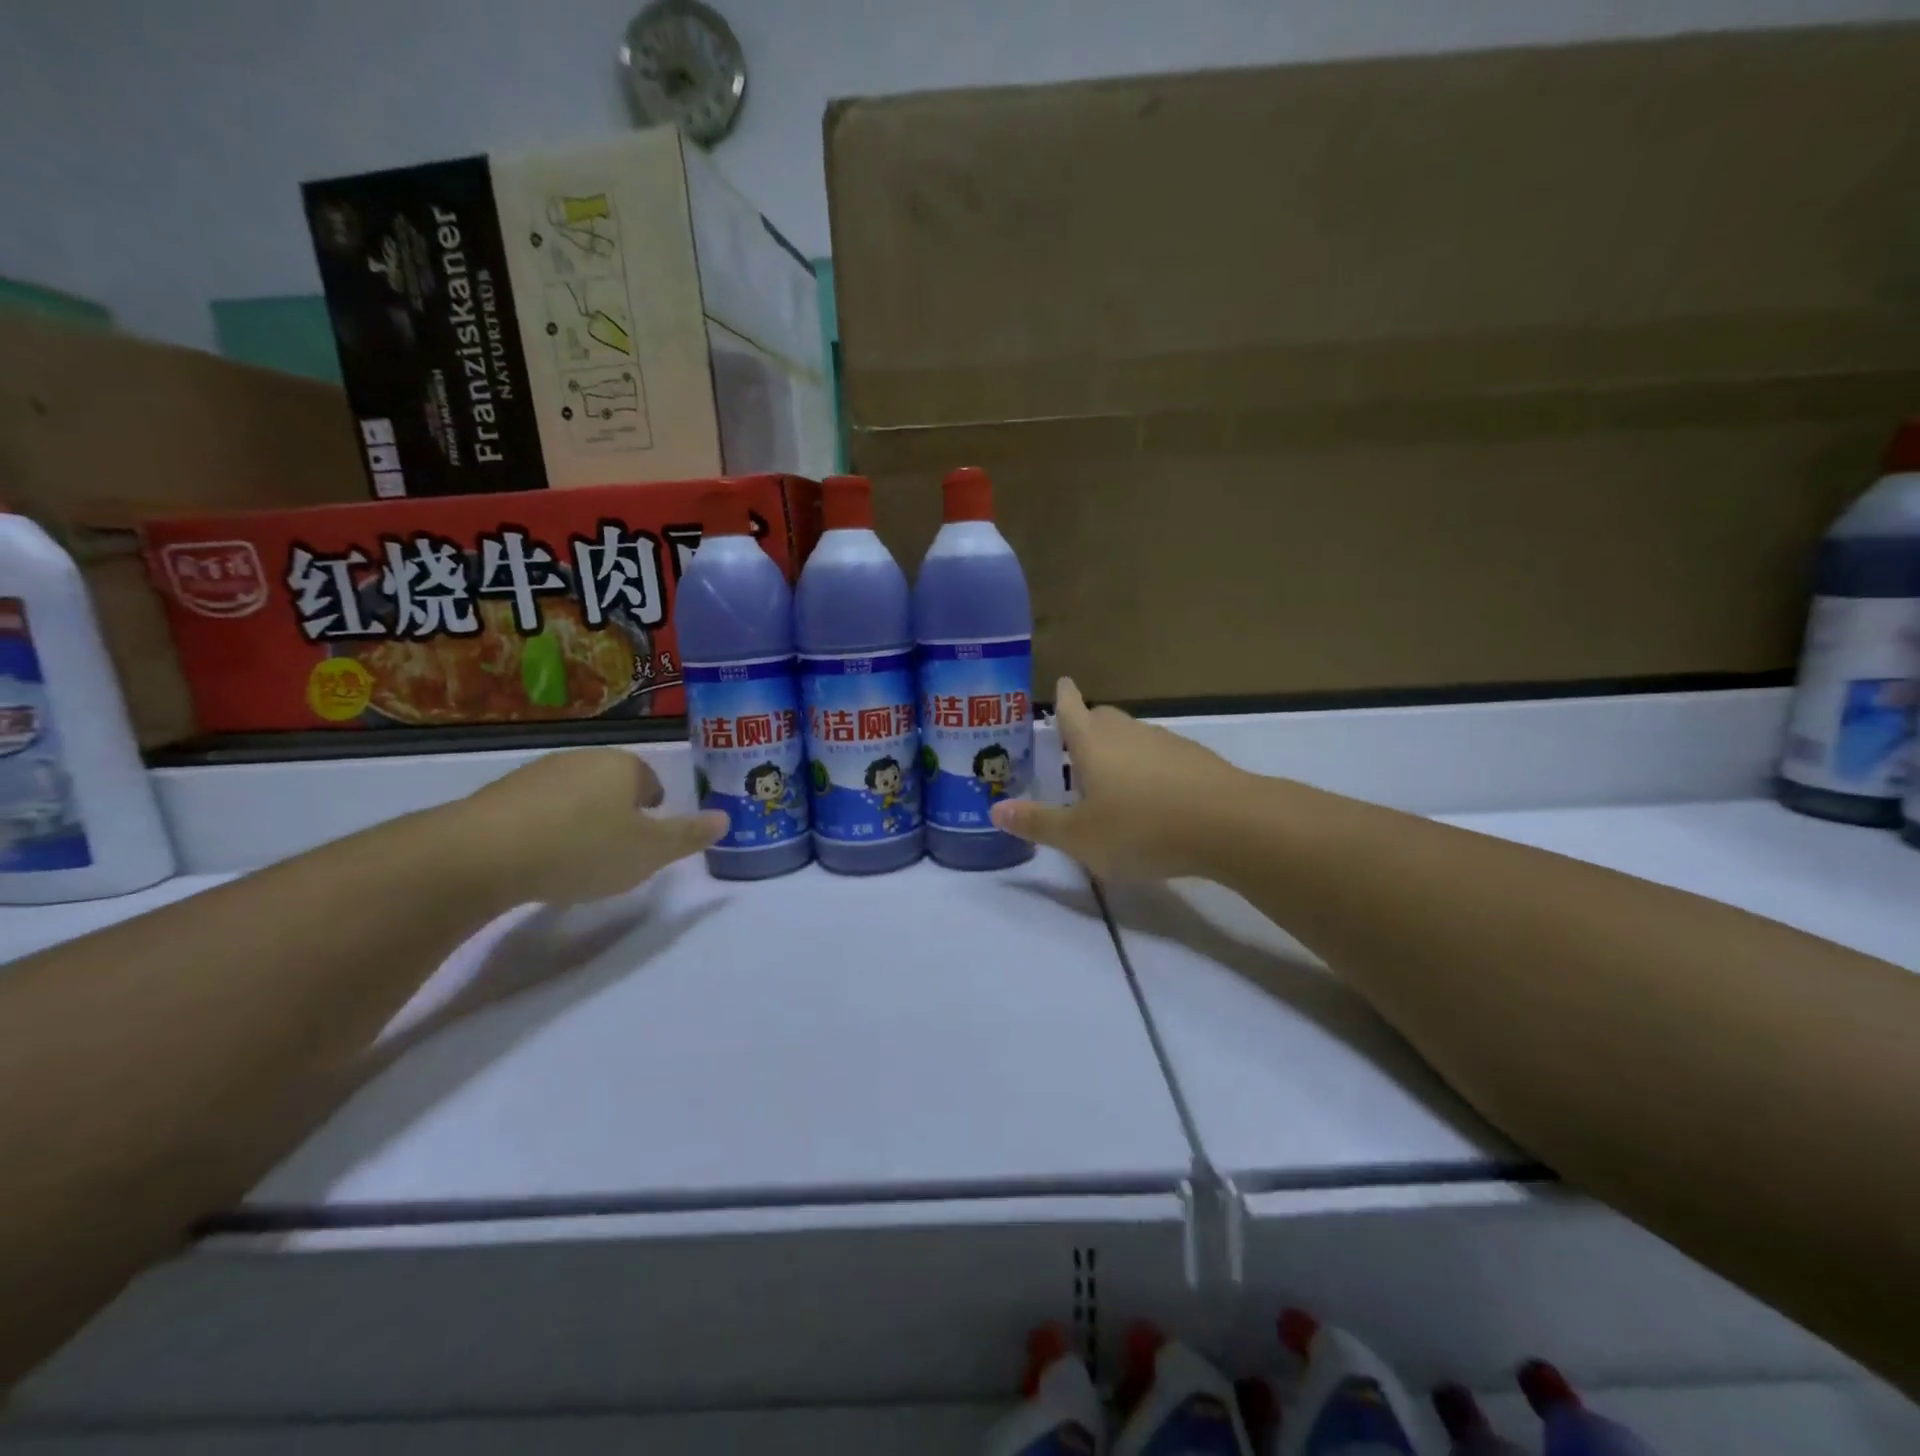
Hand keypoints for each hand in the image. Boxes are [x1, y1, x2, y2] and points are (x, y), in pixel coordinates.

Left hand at [454, 748, 726, 905]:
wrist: (483, 854)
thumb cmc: (583, 848)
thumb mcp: (650, 852)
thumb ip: (689, 836)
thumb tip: (726, 819)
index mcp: (623, 766)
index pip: (650, 781)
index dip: (654, 811)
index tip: (646, 841)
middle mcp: (582, 759)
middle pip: (611, 785)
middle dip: (616, 814)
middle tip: (615, 853)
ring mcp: (536, 774)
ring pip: (573, 796)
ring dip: (578, 822)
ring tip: (574, 861)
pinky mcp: (498, 795)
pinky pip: (536, 810)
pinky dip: (543, 830)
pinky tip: (537, 861)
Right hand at [990, 678, 1244, 878]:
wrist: (1229, 824)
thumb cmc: (1141, 827)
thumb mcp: (1079, 837)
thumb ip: (1037, 823)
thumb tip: (995, 808)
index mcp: (1093, 744)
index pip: (1071, 710)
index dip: (1063, 697)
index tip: (1062, 682)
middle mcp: (1129, 734)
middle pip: (1104, 717)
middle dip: (1088, 722)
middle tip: (1077, 741)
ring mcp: (1167, 743)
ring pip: (1135, 736)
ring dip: (1120, 748)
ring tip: (1113, 777)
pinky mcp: (1197, 760)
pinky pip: (1163, 755)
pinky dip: (1151, 767)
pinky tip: (1155, 796)